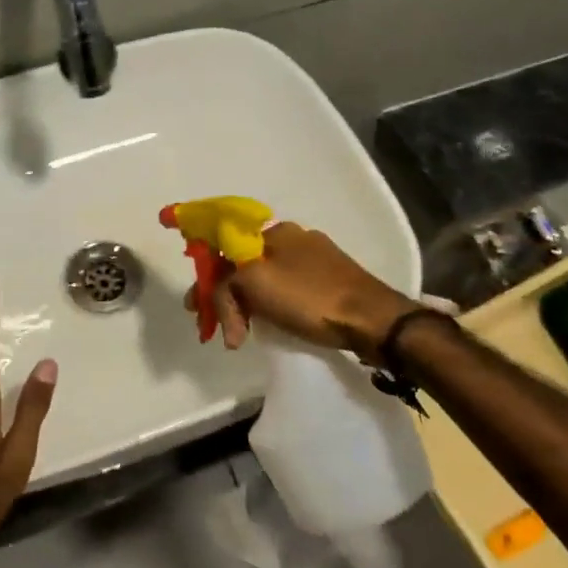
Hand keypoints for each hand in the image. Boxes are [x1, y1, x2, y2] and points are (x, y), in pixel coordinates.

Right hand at [192, 222, 418, 359]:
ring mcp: (315, 260)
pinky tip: (270, 325)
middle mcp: (294, 238)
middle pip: (244, 265)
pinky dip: (270, 308)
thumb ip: (225, 279)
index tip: (195, 305)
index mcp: (275, 231)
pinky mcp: (331, 282)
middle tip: (217, 328)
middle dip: (225, 296)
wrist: (372, 320)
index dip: (206, 274)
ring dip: (247, 306)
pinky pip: (287, 291)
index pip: (226, 245)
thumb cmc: (310, 297)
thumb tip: (217, 288)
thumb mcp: (255, 282)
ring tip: (240, 336)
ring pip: (265, 280)